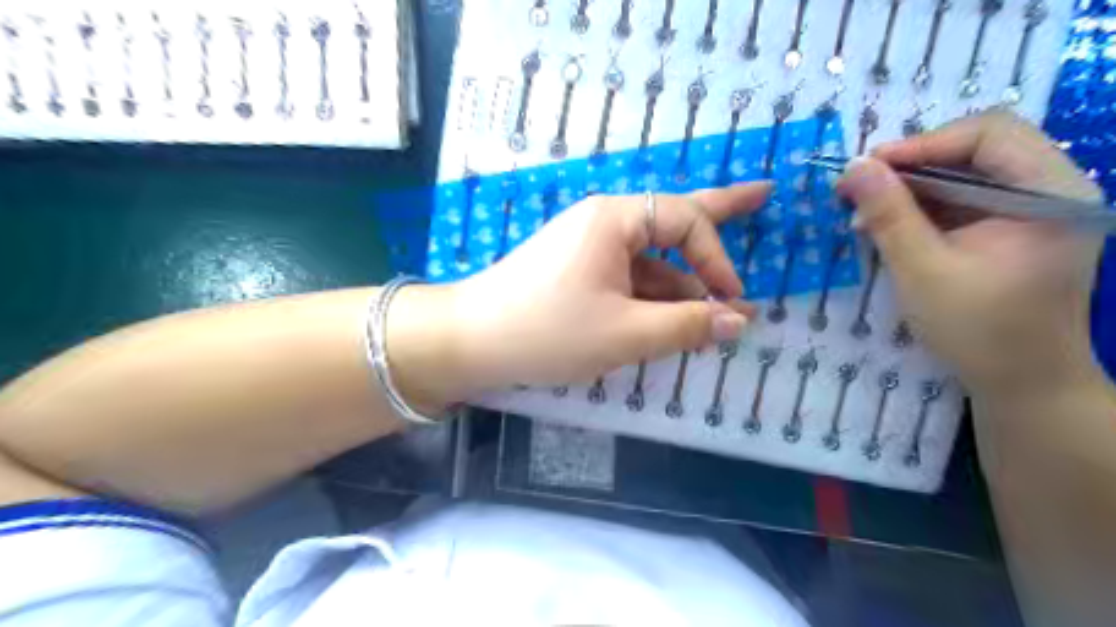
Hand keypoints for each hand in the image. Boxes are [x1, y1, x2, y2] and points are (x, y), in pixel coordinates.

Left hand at [441, 180, 772, 391]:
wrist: (472, 342)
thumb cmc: (549, 331)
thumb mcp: (626, 334)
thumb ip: (687, 325)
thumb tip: (739, 321)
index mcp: (614, 219)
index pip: (686, 221)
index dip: (717, 257)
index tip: (733, 301)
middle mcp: (603, 223)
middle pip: (673, 217)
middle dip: (720, 213)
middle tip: (764, 194)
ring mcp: (588, 248)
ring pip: (649, 261)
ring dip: (681, 286)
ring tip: (712, 314)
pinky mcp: (578, 272)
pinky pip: (627, 279)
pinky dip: (652, 299)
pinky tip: (670, 322)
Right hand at [842, 110, 1101, 394]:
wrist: (1022, 383)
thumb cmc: (978, 330)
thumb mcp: (922, 270)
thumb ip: (889, 215)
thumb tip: (853, 167)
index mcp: (1052, 193)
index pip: (991, 134)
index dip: (924, 142)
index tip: (868, 167)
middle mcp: (1054, 189)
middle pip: (979, 148)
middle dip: (913, 165)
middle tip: (861, 188)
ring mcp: (1037, 209)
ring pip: (968, 173)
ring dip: (913, 187)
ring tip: (867, 212)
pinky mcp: (1016, 228)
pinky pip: (966, 200)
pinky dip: (924, 208)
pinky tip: (891, 226)